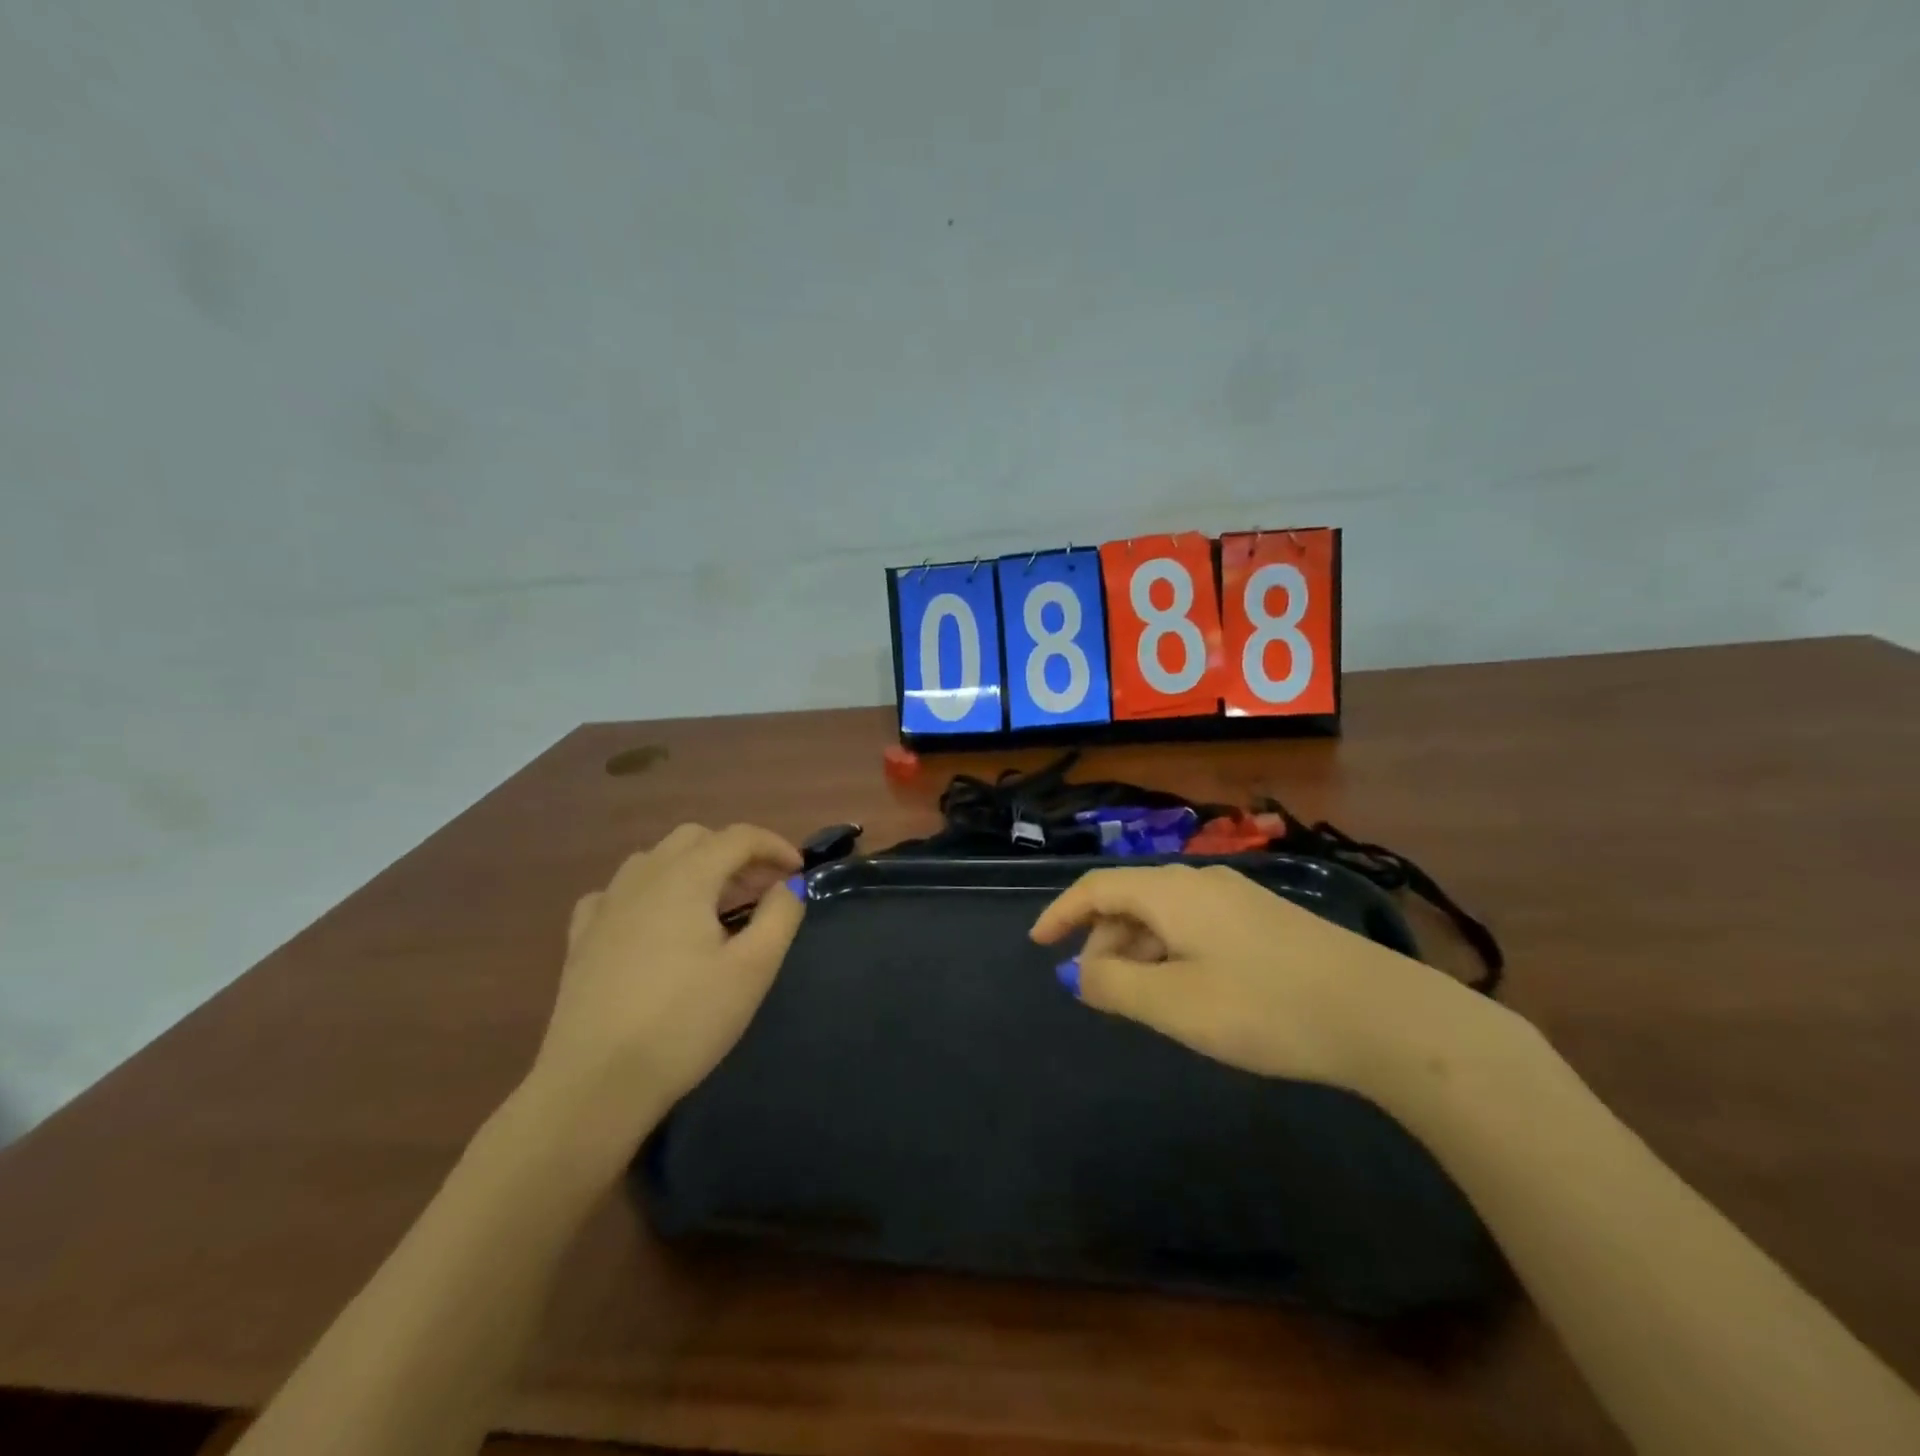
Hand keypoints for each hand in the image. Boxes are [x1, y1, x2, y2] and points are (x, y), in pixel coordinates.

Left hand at [528, 824, 804, 1134]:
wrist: (596, 1084)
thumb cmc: (685, 1023)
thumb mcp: (752, 970)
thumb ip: (780, 916)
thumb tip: (788, 885)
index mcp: (686, 878)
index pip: (738, 837)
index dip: (775, 846)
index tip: (799, 873)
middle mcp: (642, 878)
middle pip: (696, 839)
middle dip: (736, 854)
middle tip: (763, 890)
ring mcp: (605, 906)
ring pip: (656, 860)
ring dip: (694, 868)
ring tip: (716, 907)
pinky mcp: (582, 938)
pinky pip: (619, 892)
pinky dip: (650, 893)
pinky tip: (656, 923)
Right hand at [1030, 863, 1487, 1094]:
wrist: (1380, 1014)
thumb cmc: (1263, 1007)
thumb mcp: (1175, 1004)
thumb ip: (1114, 986)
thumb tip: (1078, 974)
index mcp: (1172, 891)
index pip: (1097, 887)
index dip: (1060, 913)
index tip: (1037, 944)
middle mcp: (1202, 880)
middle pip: (1131, 898)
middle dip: (1102, 941)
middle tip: (1096, 991)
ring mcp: (1239, 897)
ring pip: (1166, 912)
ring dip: (1139, 949)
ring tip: (1141, 998)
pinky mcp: (1267, 919)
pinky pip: (1197, 924)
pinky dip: (1172, 951)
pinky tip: (1190, 989)